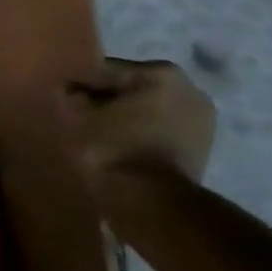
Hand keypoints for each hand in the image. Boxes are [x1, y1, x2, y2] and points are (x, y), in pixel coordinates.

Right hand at [67, 57, 216, 184]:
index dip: (82, 86)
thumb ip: (71, 93)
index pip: (106, 70)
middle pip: (132, 88)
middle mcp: (190, 88)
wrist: (151, 200)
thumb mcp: (77, 114)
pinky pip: (162, 130)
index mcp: (160, 72)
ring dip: (127, 117)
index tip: (67, 102)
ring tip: (104, 135)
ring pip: (149, 109)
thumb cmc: (112, 146)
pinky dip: (143, 134)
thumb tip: (72, 89)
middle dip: (109, 100)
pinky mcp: (203, 147)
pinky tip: (124, 147)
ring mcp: (202, 119)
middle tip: (84, 118)